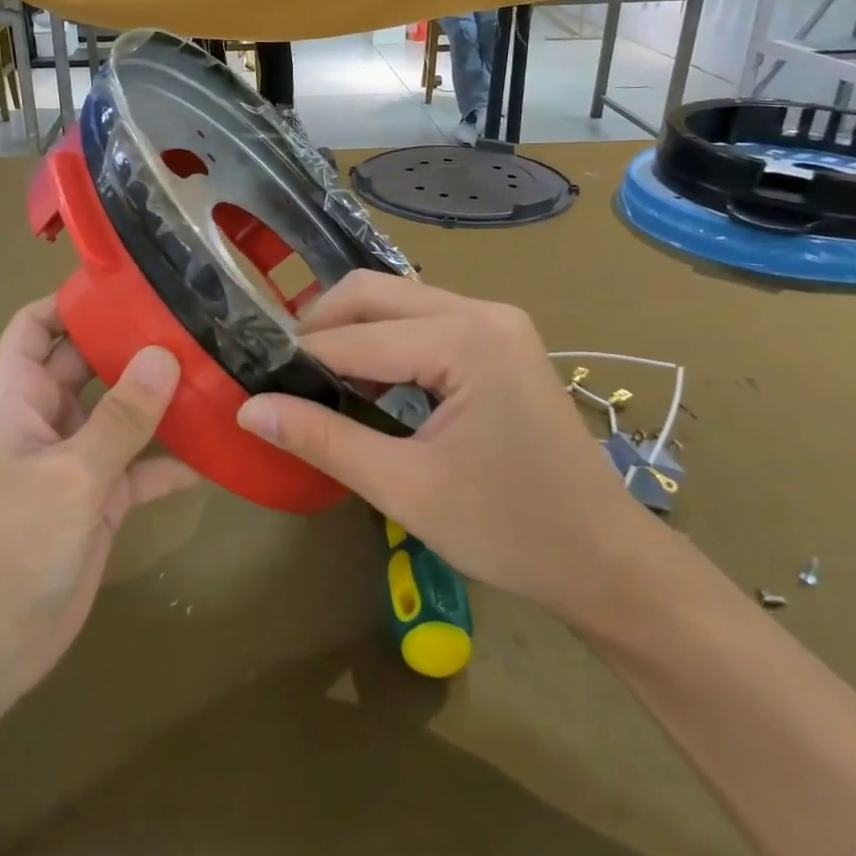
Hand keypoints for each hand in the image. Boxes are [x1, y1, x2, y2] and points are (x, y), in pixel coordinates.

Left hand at [0, 298, 196, 714]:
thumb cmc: (9, 547)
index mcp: (15, 393)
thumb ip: (122, 416)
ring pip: (121, 411)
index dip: (77, 299)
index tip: (137, 282)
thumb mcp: (70, 475)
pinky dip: (172, 459)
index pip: (39, 323)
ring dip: (161, 398)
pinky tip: (218, 450)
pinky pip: (140, 464)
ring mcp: (72, 458)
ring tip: (218, 371)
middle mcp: (43, 416)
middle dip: (135, 342)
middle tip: (198, 321)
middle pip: (90, 360)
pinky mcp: (97, 498)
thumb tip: (165, 353)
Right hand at [235, 273, 660, 629]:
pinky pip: (423, 323)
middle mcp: (481, 311)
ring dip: (351, 333)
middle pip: (374, 293)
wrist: (606, 562)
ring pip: (397, 303)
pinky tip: (365, 383)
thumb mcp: (406, 488)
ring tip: (313, 379)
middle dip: (320, 327)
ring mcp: (495, 323)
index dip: (298, 359)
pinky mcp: (498, 343)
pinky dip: (384, 344)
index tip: (250, 380)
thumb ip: (323, 439)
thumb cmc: (511, 531)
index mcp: (465, 338)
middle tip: (279, 374)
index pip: (355, 336)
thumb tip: (249, 409)